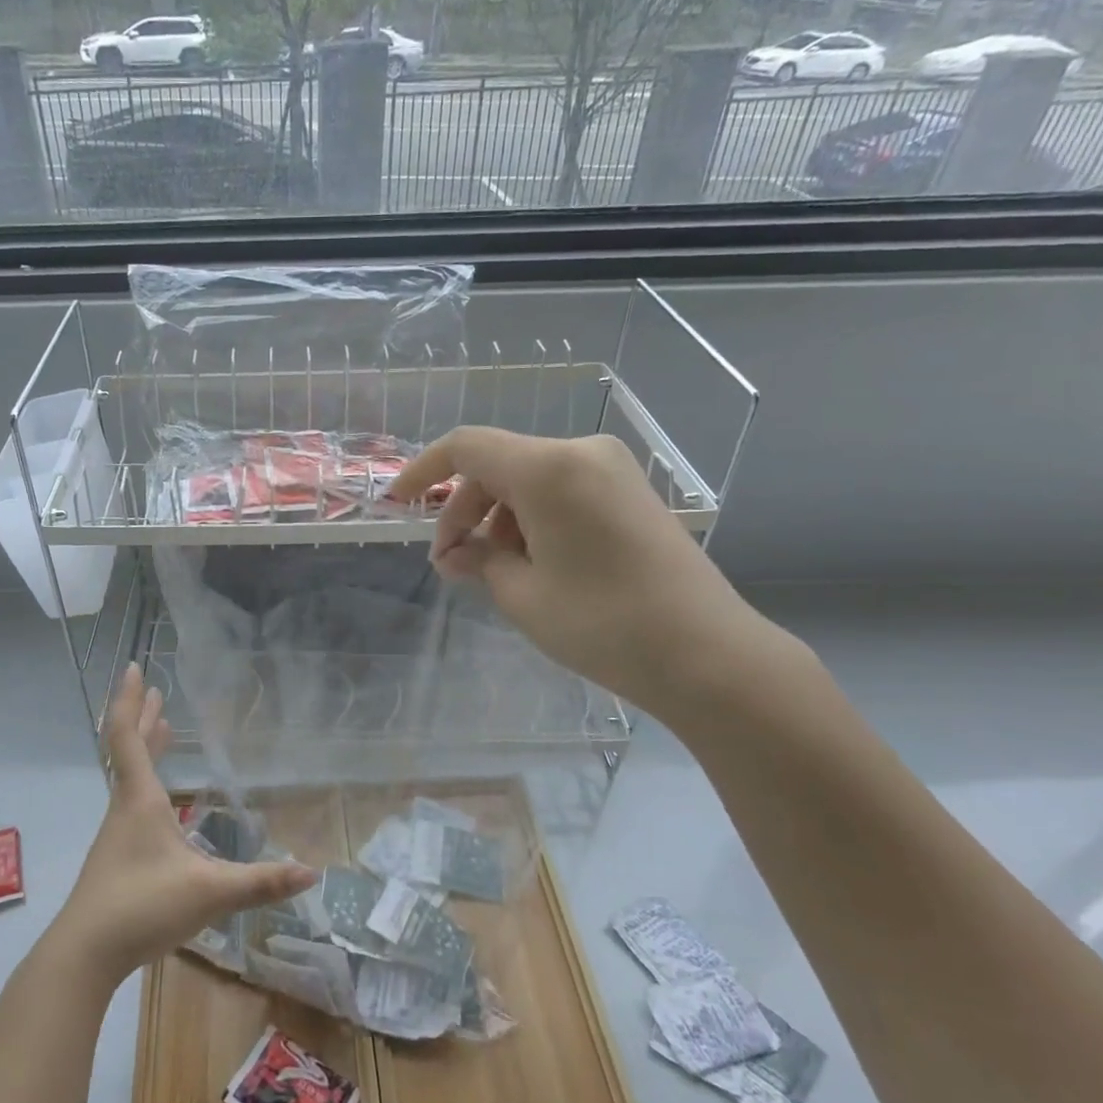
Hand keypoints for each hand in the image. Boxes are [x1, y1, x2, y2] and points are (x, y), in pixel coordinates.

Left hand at [50, 665, 318, 983]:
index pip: (128, 736)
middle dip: (143, 717)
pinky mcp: (116, 858)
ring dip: (144, 748)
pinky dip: (146, 781)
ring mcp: (116, 834)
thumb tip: (311, 872)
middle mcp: (124, 808)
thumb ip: (260, 882)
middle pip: (129, 750)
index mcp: (140, 800)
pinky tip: (162, 805)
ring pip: (130, 777)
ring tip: (162, 730)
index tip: (134, 668)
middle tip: (154, 691)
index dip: (130, 700)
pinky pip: (132, 801)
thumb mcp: (209, 893)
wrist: (84, 955)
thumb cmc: (142, 907)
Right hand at [388, 427, 782, 721]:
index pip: (467, 447)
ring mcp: (611, 471)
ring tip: (490, 572)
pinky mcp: (629, 492)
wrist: (707, 654)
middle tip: (450, 564)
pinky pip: (560, 491)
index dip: (423, 471)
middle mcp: (581, 454)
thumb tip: (454, 554)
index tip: (396, 502)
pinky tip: (529, 564)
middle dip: (463, 510)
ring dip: (497, 519)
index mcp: (549, 469)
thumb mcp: (522, 595)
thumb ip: (477, 561)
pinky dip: (530, 520)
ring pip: (528, 480)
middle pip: (498, 465)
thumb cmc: (602, 623)